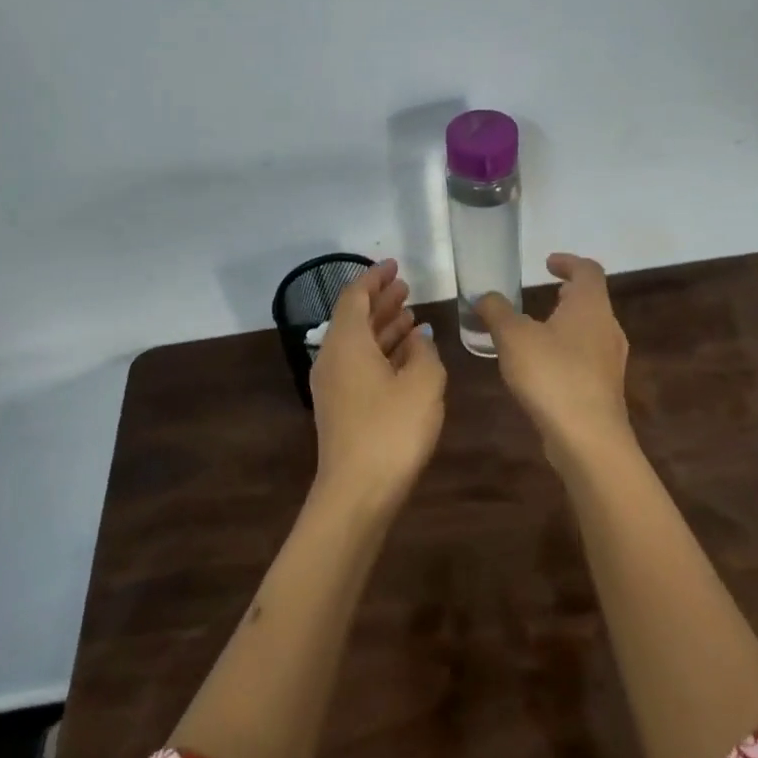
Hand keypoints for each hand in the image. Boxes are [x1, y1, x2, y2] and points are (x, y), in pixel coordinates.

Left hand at [309, 259, 445, 514]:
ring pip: (358, 343)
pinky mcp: (341, 408)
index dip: (374, 278)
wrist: (358, 492)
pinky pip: (359, 365)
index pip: (355, 296)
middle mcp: (333, 358)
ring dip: (383, 327)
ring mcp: (333, 386)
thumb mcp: (424, 383)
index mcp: (347, 343)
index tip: (395, 266)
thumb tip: (418, 339)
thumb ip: (425, 352)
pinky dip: (381, 352)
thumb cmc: (392, 430)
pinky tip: (405, 356)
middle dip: (380, 301)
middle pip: (354, 318)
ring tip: (411, 316)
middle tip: (406, 288)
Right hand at [477, 253, 631, 468]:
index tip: (547, 263)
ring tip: (538, 330)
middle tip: (545, 293)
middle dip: (568, 294)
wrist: (587, 437)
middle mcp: (608, 327)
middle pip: (592, 300)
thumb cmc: (552, 374)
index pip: (588, 270)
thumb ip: (497, 311)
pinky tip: (544, 367)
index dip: (568, 262)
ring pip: (590, 330)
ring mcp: (610, 360)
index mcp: (591, 306)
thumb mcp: (513, 337)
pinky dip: (568, 350)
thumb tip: (485, 297)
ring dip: (567, 323)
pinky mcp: (605, 388)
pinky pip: (587, 357)